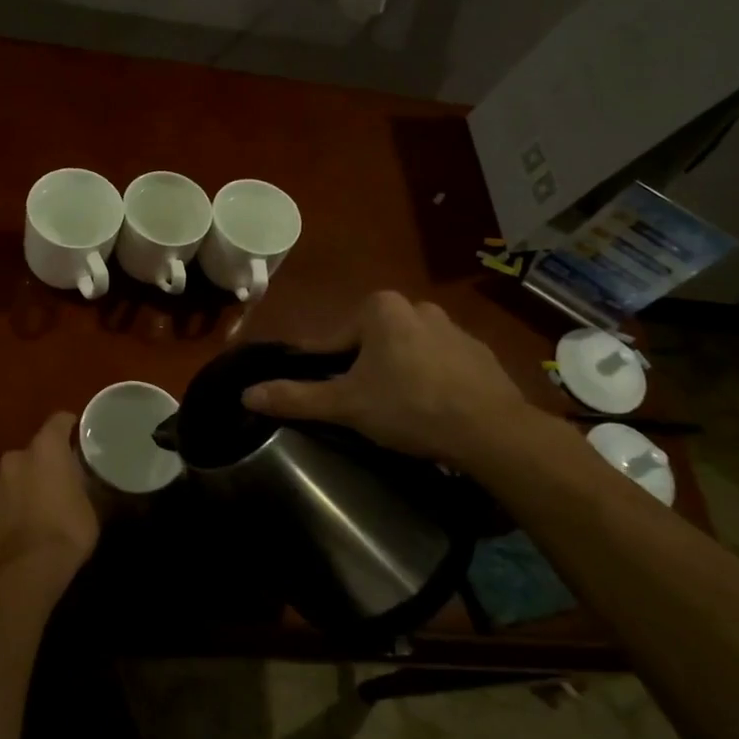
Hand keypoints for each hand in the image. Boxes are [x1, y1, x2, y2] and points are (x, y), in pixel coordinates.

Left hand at [0, 413, 99, 580]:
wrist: (26, 570)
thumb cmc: (67, 533)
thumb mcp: (91, 507)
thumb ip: (85, 484)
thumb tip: (85, 477)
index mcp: (47, 449)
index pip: (58, 421)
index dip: (67, 426)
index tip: (74, 435)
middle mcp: (15, 456)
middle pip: (32, 452)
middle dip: (42, 464)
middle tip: (54, 485)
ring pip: (8, 475)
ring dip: (18, 485)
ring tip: (28, 509)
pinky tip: (4, 521)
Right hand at [242, 291, 540, 471]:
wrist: (493, 431)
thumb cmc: (410, 407)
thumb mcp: (346, 405)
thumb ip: (296, 397)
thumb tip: (246, 394)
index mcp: (379, 309)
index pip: (332, 340)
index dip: (321, 369)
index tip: (322, 395)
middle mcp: (416, 306)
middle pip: (369, 342)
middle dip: (361, 371)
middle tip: (360, 407)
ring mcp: (453, 328)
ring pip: (405, 351)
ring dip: (395, 374)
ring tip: (395, 412)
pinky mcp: (479, 353)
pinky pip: (439, 363)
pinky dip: (429, 380)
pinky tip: (430, 410)